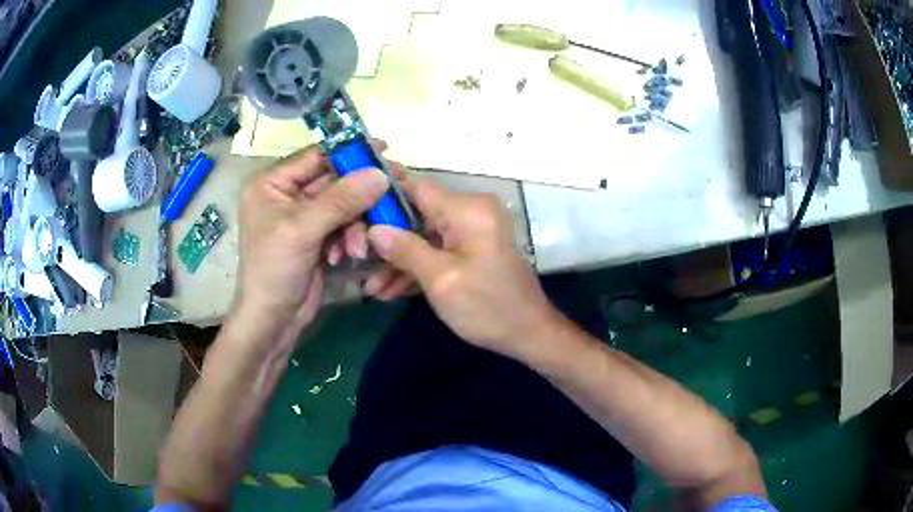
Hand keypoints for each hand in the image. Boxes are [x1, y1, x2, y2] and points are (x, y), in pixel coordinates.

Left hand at [233, 146, 388, 352]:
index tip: (383, 150)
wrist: (272, 321)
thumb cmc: (274, 270)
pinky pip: (343, 225)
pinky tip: (347, 256)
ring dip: (355, 224)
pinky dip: (349, 238)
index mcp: (271, 183)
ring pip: (342, 204)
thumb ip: (341, 199)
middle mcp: (286, 194)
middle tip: (394, 189)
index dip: (348, 151)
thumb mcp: (303, 230)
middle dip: (358, 195)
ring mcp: (302, 216)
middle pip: (333, 180)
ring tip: (357, 247)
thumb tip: (380, 173)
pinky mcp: (316, 237)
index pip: (315, 156)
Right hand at [366, 178, 563, 357]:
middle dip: (386, 240)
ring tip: (371, 286)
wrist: (529, 335)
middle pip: (416, 214)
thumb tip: (374, 229)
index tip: (354, 214)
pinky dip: (417, 268)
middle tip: (357, 261)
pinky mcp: (470, 250)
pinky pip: (437, 251)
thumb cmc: (488, 307)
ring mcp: (471, 232)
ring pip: (423, 237)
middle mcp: (470, 212)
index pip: (416, 187)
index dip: (383, 198)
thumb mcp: (441, 280)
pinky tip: (390, 291)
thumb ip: (405, 250)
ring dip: (398, 261)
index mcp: (467, 209)